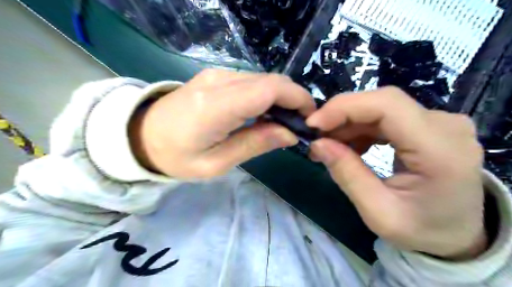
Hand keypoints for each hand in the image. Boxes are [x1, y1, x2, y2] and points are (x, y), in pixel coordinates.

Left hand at [130, 69, 316, 179]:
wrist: (141, 135)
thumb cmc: (176, 157)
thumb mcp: (216, 163)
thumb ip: (255, 144)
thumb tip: (290, 133)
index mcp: (216, 106)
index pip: (269, 89)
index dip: (297, 99)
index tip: (309, 119)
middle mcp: (218, 81)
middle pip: (271, 80)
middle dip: (293, 99)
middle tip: (299, 124)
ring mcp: (216, 74)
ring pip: (263, 79)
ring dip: (281, 97)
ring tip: (283, 121)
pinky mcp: (215, 75)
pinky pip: (251, 80)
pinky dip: (266, 94)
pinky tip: (264, 112)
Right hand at [305, 88, 484, 259]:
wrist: (457, 234)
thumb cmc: (422, 230)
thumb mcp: (378, 213)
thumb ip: (347, 175)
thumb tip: (317, 143)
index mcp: (440, 150)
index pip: (388, 106)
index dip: (345, 107)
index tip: (313, 124)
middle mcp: (445, 126)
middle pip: (382, 102)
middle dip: (341, 115)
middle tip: (316, 137)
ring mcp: (439, 122)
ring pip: (381, 107)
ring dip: (348, 123)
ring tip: (328, 145)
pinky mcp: (428, 124)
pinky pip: (386, 117)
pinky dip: (360, 128)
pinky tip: (349, 146)